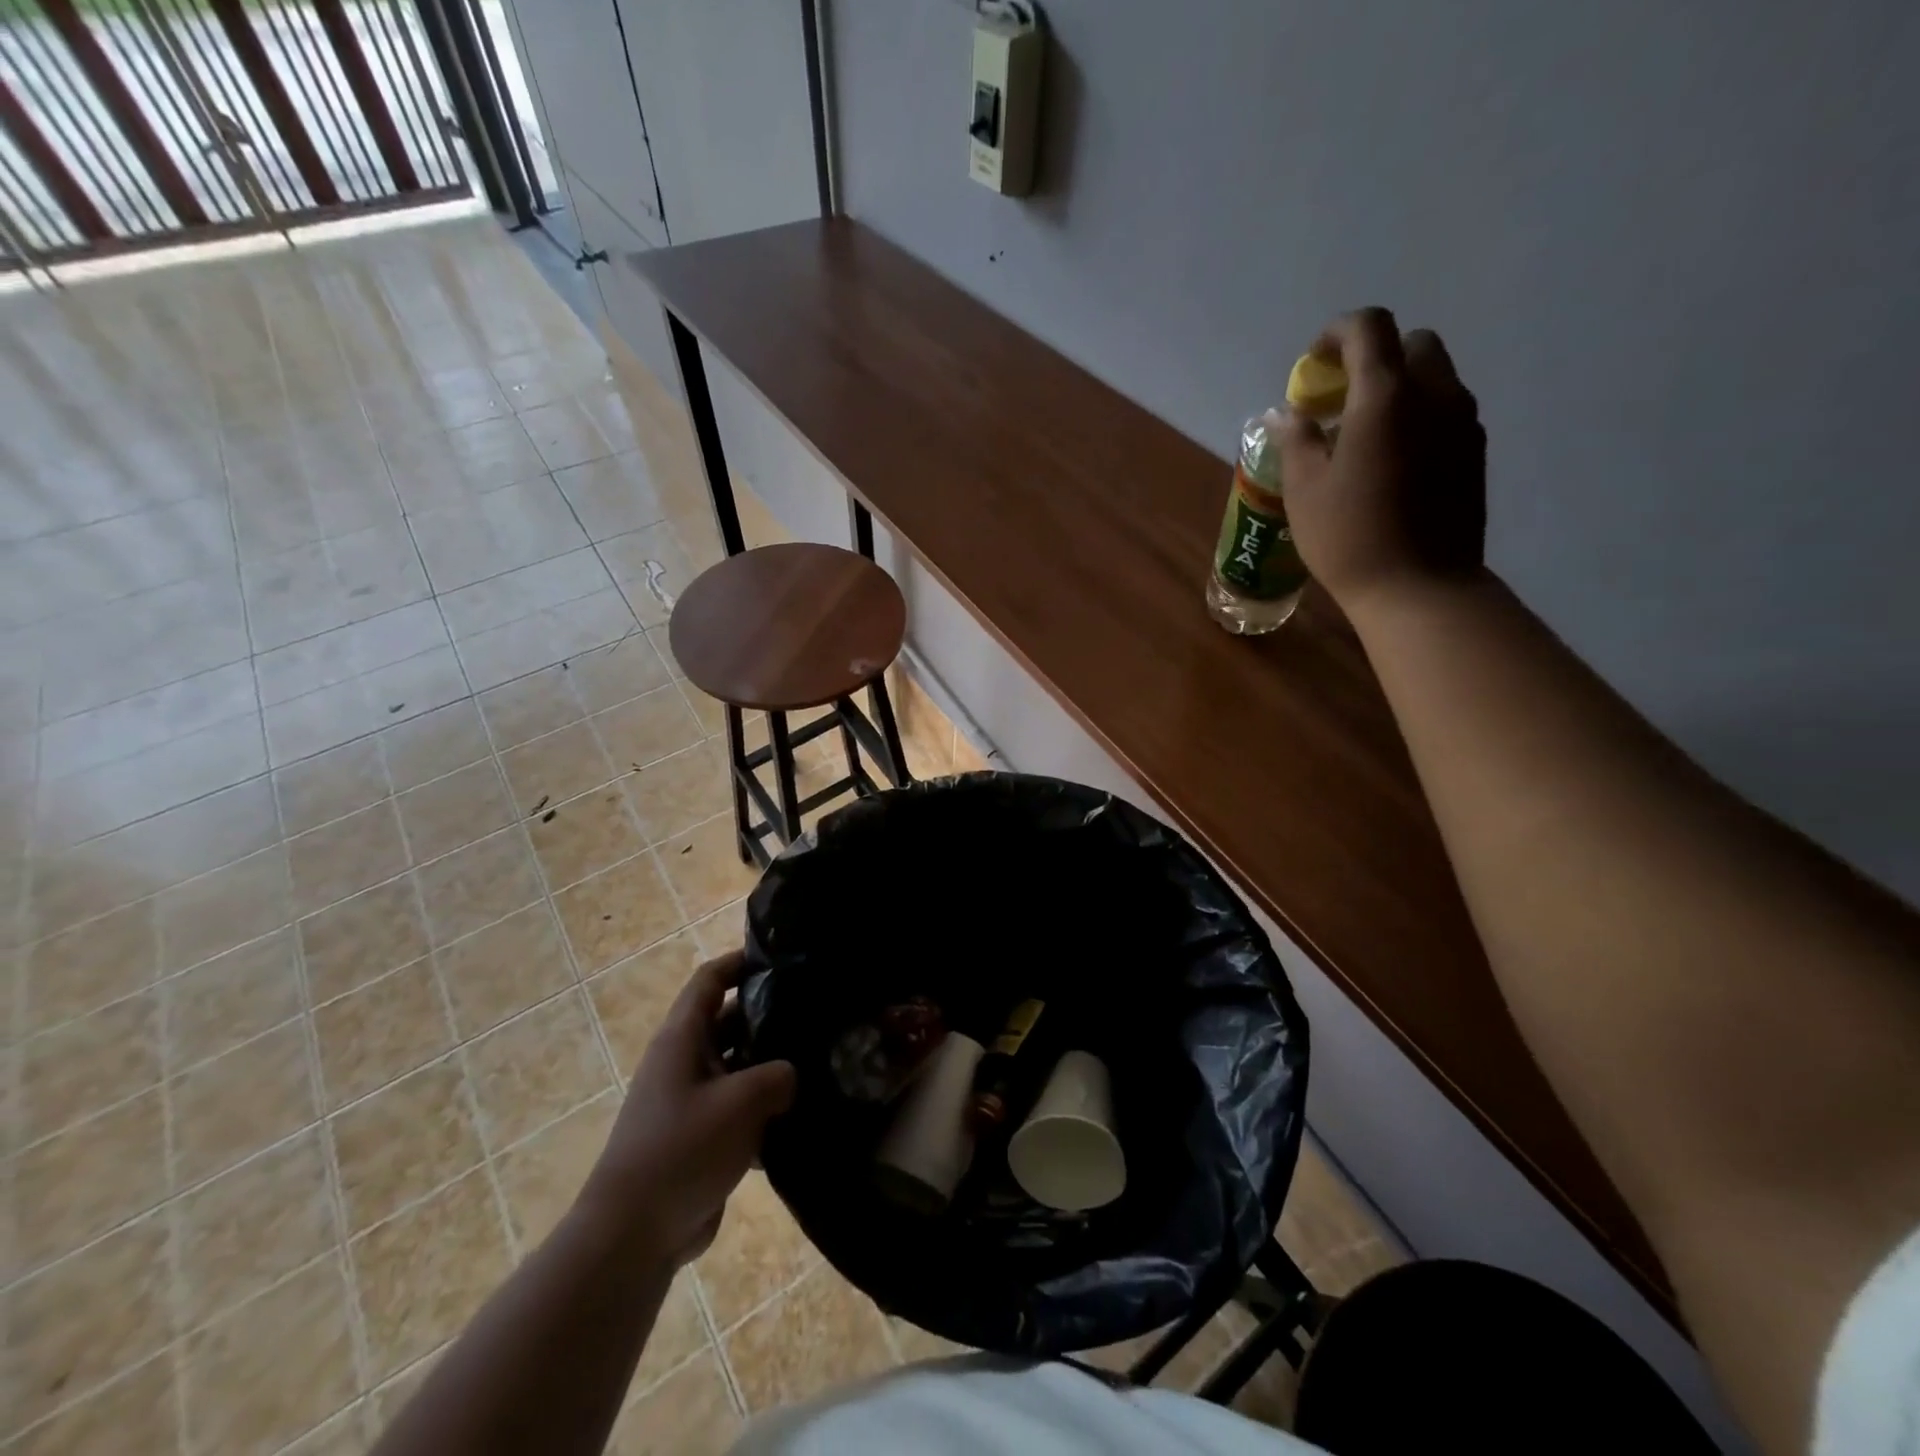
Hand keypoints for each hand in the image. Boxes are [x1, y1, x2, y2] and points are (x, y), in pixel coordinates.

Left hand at [577, 952, 795, 1268]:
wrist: (632, 1236)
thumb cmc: (682, 1149)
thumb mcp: (741, 1101)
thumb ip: (778, 1075)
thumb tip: (791, 1074)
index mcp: (682, 1039)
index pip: (709, 981)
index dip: (740, 962)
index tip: (781, 959)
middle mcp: (683, 1062)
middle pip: (728, 1021)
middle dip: (767, 1015)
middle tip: (815, 1012)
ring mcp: (690, 1101)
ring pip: (737, 1066)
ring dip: (770, 1064)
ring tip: (818, 1059)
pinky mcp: (700, 1137)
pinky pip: (738, 1107)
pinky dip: (764, 1106)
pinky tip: (801, 1112)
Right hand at [1280, 308, 1487, 610]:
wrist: (1419, 586)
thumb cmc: (1349, 537)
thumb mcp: (1304, 490)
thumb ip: (1297, 440)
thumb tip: (1289, 413)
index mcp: (1384, 397)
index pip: (1369, 329)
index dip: (1337, 334)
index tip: (1314, 363)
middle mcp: (1433, 394)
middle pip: (1412, 344)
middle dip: (1374, 358)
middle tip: (1341, 400)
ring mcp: (1462, 422)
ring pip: (1435, 376)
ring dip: (1399, 387)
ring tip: (1364, 433)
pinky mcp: (1474, 451)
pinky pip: (1446, 410)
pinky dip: (1418, 415)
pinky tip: (1392, 460)